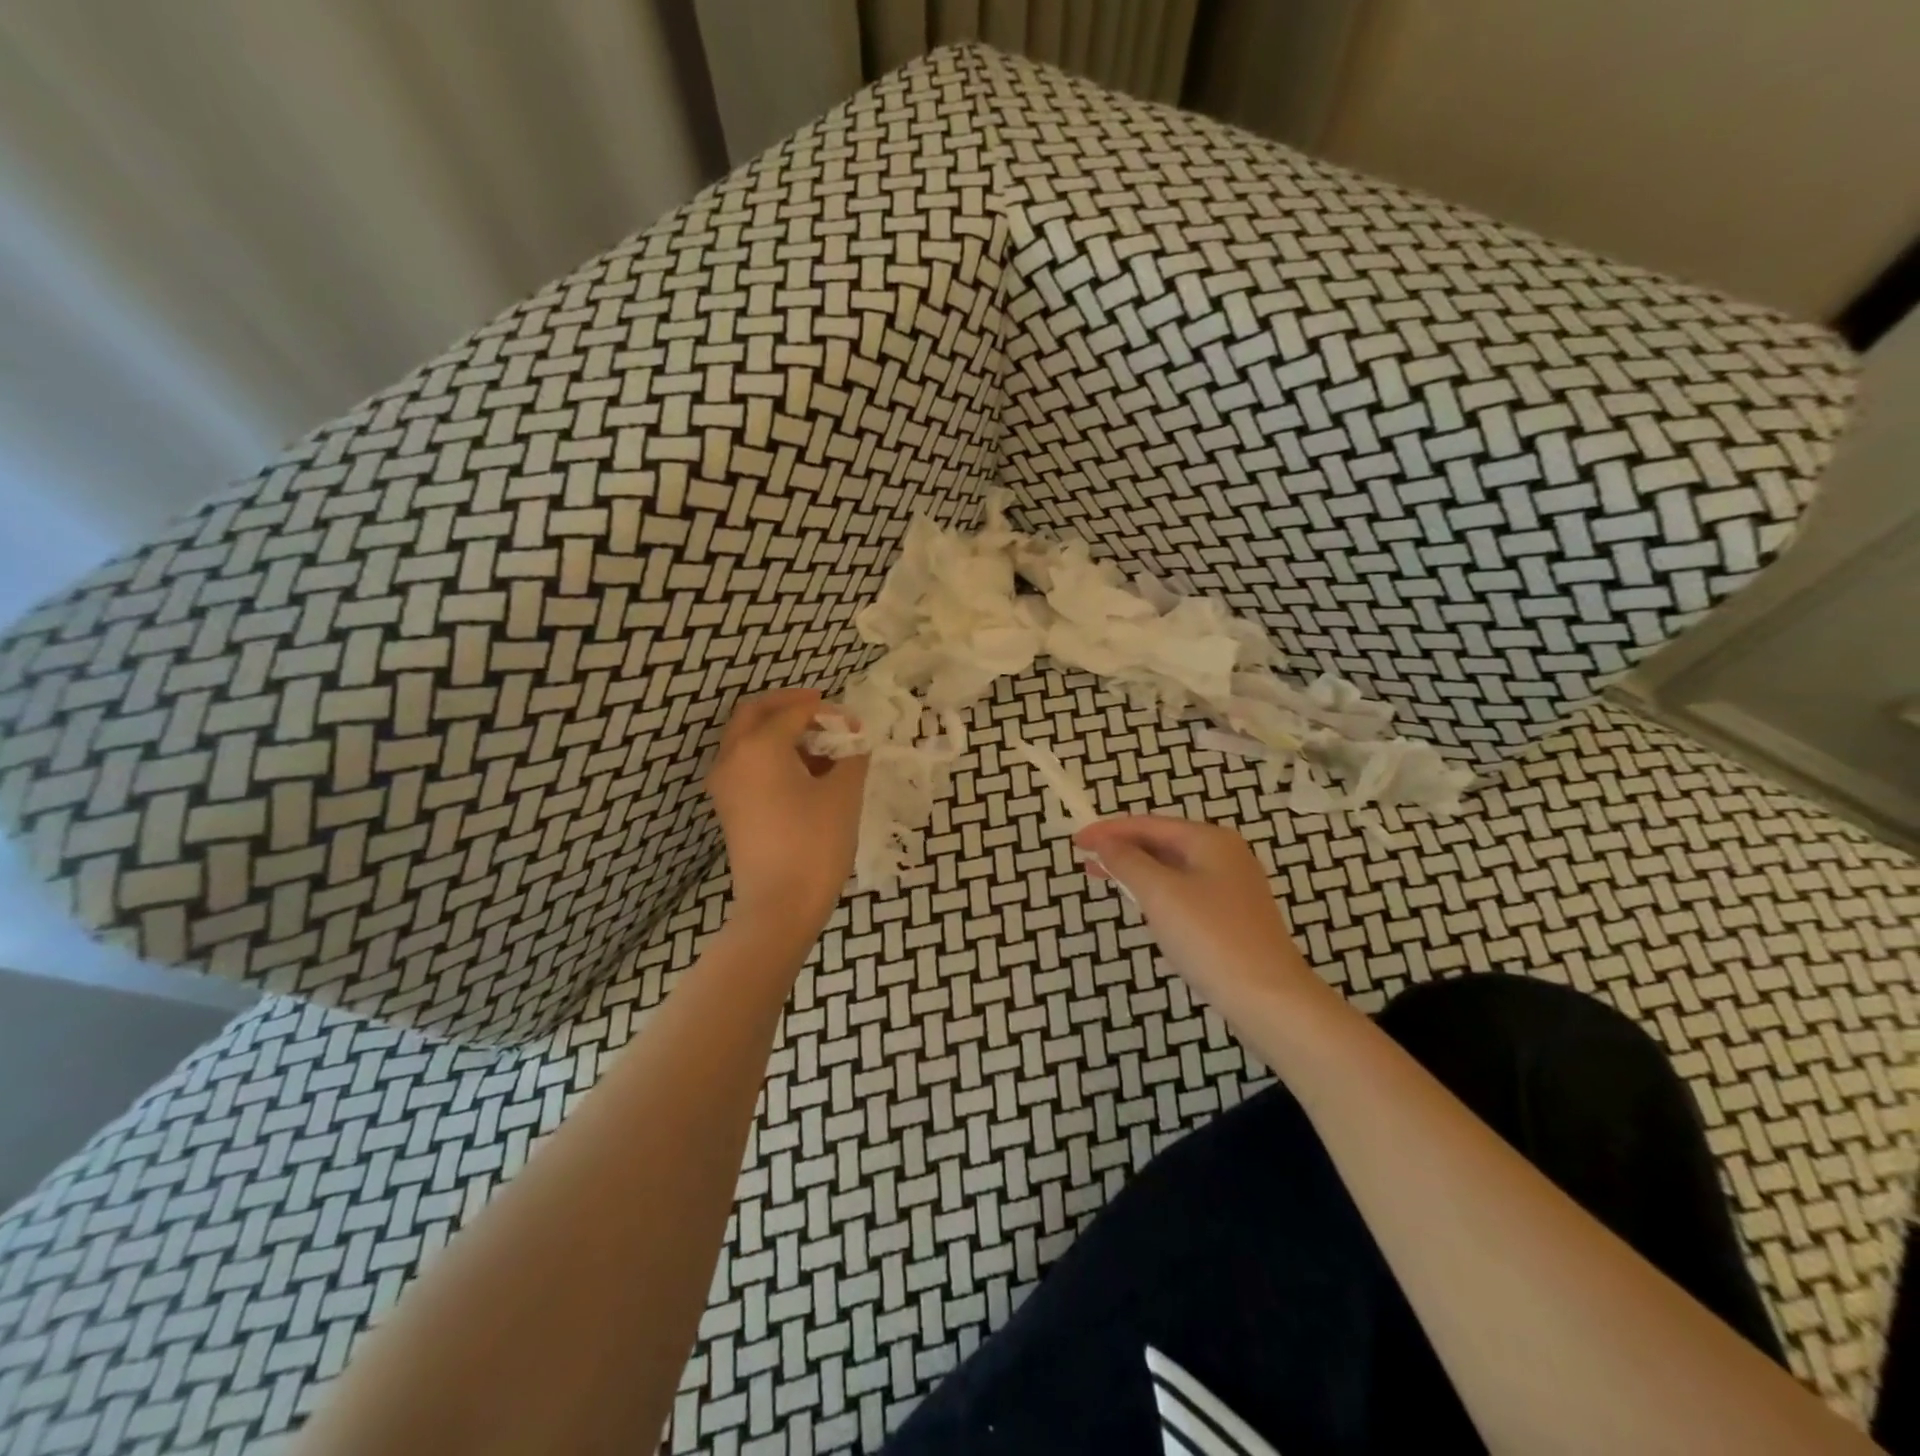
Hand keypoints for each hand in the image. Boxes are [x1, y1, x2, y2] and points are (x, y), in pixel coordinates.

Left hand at [706, 688, 868, 930]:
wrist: (779, 906)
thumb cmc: (814, 844)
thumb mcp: (843, 794)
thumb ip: (851, 758)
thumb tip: (853, 745)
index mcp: (758, 747)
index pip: (794, 712)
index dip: (828, 712)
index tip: (856, 726)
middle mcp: (732, 758)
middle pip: (755, 713)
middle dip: (789, 706)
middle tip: (822, 711)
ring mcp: (725, 785)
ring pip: (747, 739)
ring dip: (779, 731)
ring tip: (819, 745)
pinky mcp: (729, 808)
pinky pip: (746, 764)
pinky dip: (770, 755)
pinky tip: (804, 772)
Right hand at [1073, 816, 1321, 1007]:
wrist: (1269, 998)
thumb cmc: (1210, 937)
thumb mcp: (1160, 894)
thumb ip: (1128, 862)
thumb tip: (1105, 842)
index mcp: (1210, 840)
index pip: (1148, 824)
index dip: (1109, 830)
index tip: (1076, 842)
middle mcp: (1225, 855)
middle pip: (1162, 842)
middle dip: (1122, 850)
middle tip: (1085, 861)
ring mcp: (1232, 887)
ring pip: (1173, 869)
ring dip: (1138, 871)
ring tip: (1106, 880)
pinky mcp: (1233, 917)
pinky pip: (1185, 892)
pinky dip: (1158, 893)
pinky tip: (1143, 908)